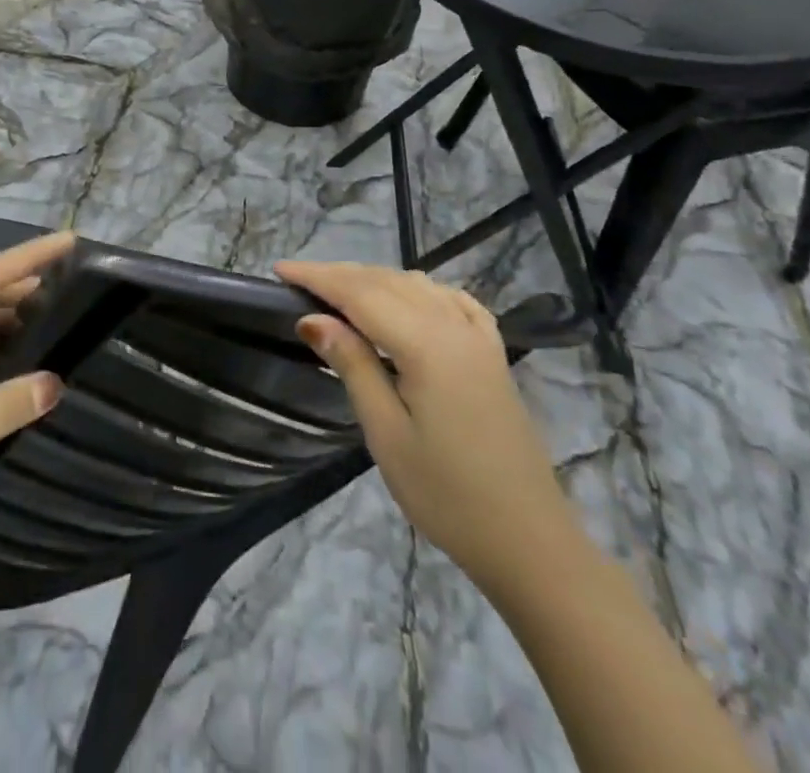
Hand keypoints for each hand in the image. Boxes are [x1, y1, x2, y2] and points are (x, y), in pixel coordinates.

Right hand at [278, 261, 577, 590]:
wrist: (529, 542)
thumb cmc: (446, 495)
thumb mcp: (386, 433)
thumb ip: (352, 365)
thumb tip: (312, 318)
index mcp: (425, 344)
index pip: (359, 293)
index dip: (317, 276)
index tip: (280, 269)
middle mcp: (454, 326)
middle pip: (387, 281)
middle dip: (340, 274)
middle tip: (298, 279)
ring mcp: (479, 337)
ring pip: (418, 285)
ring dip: (375, 279)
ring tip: (339, 291)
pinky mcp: (493, 354)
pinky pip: (452, 300)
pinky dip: (421, 289)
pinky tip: (409, 298)